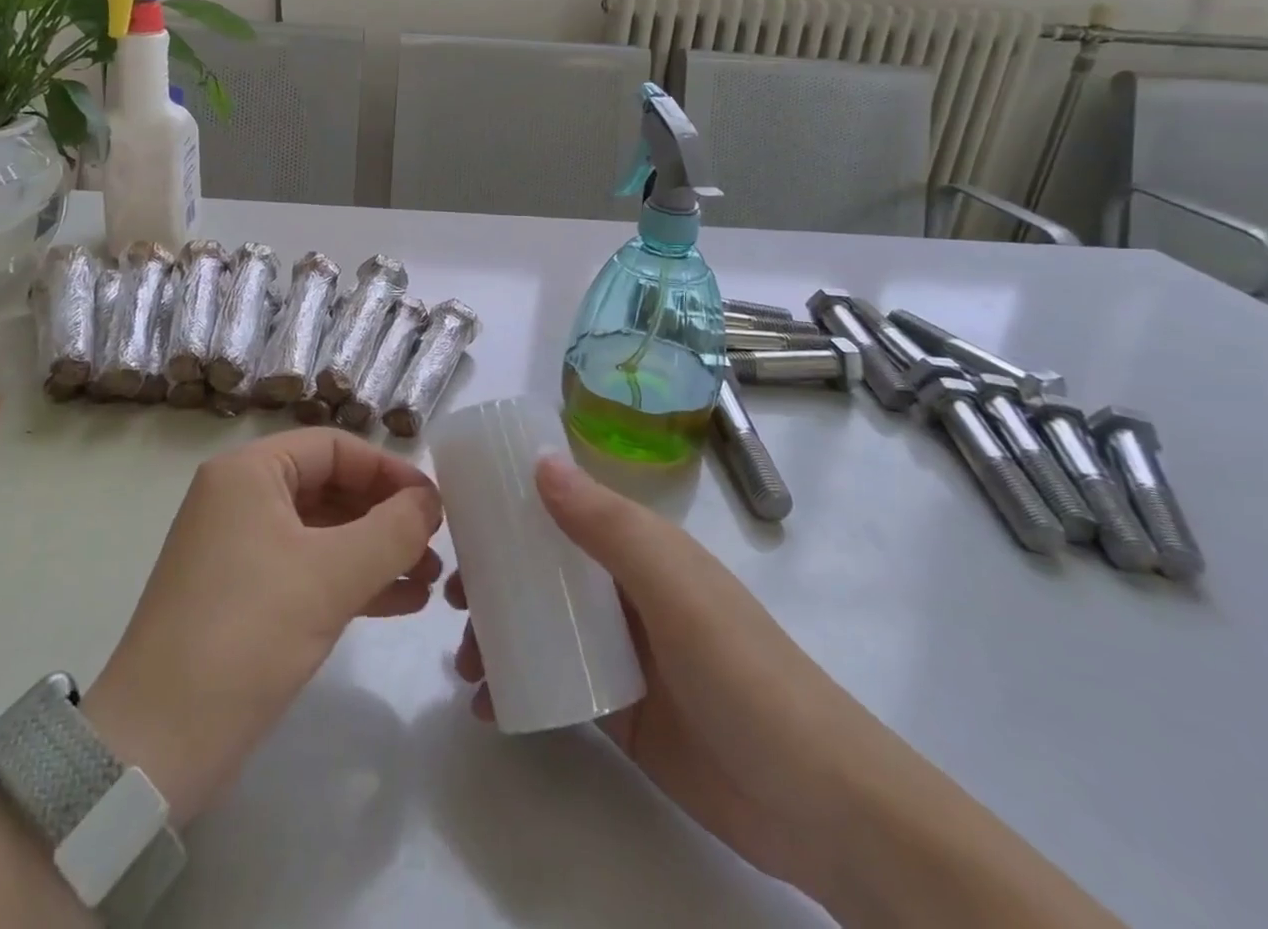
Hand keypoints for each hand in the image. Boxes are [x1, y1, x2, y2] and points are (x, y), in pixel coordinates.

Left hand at [84, 429, 441, 825]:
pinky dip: (350, 579)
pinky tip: (400, 601)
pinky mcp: (240, 594)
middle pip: (329, 486)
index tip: (435, 504)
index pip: (334, 448)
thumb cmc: (247, 634)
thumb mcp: (331, 575)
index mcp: (249, 473)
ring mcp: (237, 548)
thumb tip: (430, 500)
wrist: (157, 744)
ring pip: (322, 531)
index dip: (389, 471)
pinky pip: (306, 568)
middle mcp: (239, 498)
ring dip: (375, 551)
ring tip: (429, 579)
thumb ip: (392, 529)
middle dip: (385, 516)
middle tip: (435, 545)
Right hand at [449, 456, 890, 899]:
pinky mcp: (619, 711)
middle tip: (450, 595)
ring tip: (462, 662)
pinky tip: (485, 705)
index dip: (513, 504)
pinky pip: (553, 685)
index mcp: (640, 548)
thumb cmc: (742, 673)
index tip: (461, 518)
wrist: (818, 806)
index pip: (566, 507)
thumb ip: (607, 526)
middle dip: (493, 577)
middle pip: (544, 568)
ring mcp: (621, 653)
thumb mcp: (673, 589)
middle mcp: (625, 591)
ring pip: (542, 627)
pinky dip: (516, 688)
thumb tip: (538, 460)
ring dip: (498, 635)